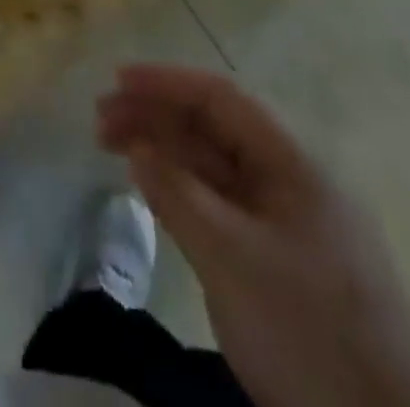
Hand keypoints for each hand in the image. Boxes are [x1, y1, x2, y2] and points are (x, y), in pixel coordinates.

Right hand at [98, 65, 409, 406]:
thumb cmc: (309, 330)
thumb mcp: (233, 259)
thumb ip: (179, 196)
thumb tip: (138, 147)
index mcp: (291, 162)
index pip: (220, 99)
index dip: (167, 82)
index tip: (118, 80)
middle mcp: (289, 180)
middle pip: (215, 129)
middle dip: (158, 116)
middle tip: (101, 120)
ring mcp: (287, 222)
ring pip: (216, 168)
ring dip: (166, 153)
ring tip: (115, 148)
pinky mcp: (281, 262)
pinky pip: (223, 207)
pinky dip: (185, 192)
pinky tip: (156, 192)